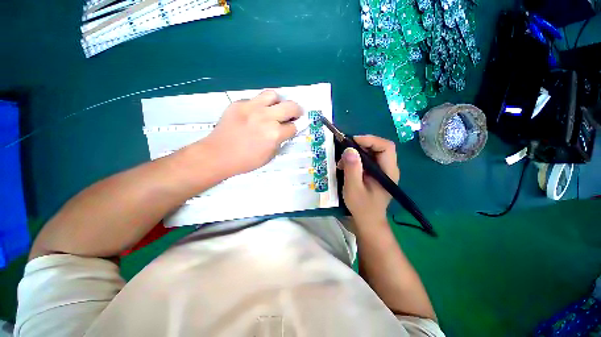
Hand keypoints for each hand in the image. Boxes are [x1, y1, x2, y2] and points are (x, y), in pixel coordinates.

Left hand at [200, 90, 301, 176]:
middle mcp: (266, 117)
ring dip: (278, 102)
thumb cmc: (246, 160)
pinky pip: (255, 99)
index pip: (293, 126)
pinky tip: (255, 114)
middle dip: (297, 111)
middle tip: (294, 115)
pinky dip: (259, 105)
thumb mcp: (270, 155)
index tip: (294, 128)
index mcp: (274, 134)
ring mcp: (251, 107)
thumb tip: (286, 131)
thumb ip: (280, 141)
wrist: (218, 154)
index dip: (295, 128)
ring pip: (273, 95)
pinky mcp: (239, 103)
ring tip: (274, 109)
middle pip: (291, 106)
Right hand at [338, 135, 399, 225]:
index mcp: (388, 172)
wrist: (367, 220)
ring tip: (343, 160)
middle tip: (345, 149)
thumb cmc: (362, 207)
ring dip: (357, 152)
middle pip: (379, 147)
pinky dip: (356, 158)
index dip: (370, 140)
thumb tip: (349, 149)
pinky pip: (368, 159)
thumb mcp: (353, 188)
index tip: (352, 141)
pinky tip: (346, 165)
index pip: (386, 147)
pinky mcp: (376, 173)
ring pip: (372, 152)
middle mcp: (389, 168)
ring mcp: (383, 170)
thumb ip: (352, 169)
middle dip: (361, 144)